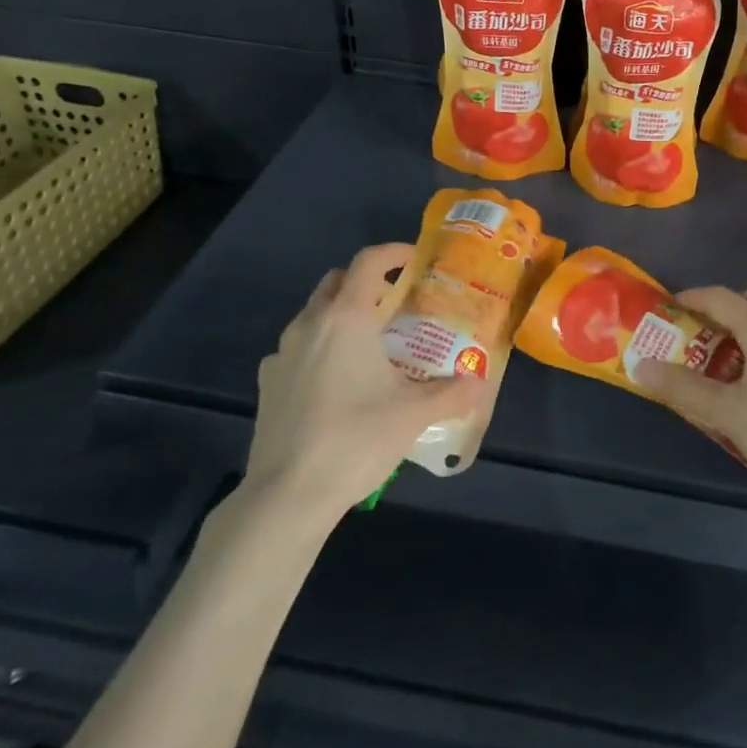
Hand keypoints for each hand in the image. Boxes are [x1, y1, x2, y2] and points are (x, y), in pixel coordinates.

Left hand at [246, 243, 489, 514]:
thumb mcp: (414, 414)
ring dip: (341, 316)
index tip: (415, 260)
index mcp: (346, 317)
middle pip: (336, 282)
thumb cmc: (356, 439)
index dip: (393, 253)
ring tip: (369, 345)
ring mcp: (282, 353)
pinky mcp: (267, 383)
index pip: (368, 262)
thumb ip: (452, 392)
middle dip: (366, 283)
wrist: (288, 494)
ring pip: (314, 315)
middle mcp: (310, 324)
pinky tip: (335, 383)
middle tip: (395, 304)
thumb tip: (479, 382)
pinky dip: (319, 349)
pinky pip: (297, 349)